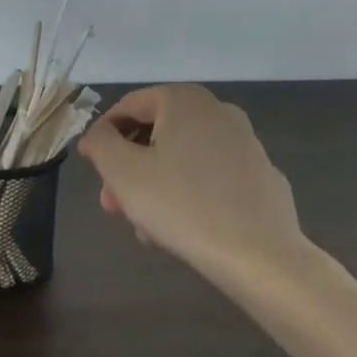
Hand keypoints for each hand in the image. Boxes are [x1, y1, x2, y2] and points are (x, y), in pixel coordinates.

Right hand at [77, 85, 311, 279]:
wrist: (261, 257)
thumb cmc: (181, 205)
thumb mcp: (122, 172)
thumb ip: (100, 143)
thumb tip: (97, 135)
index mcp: (184, 100)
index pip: (128, 106)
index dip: (103, 137)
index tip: (94, 170)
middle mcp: (218, 111)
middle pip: (156, 134)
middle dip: (130, 169)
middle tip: (114, 206)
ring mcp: (246, 144)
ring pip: (183, 158)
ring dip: (156, 185)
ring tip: (145, 227)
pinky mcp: (262, 177)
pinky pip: (212, 177)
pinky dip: (190, 194)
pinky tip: (182, 229)